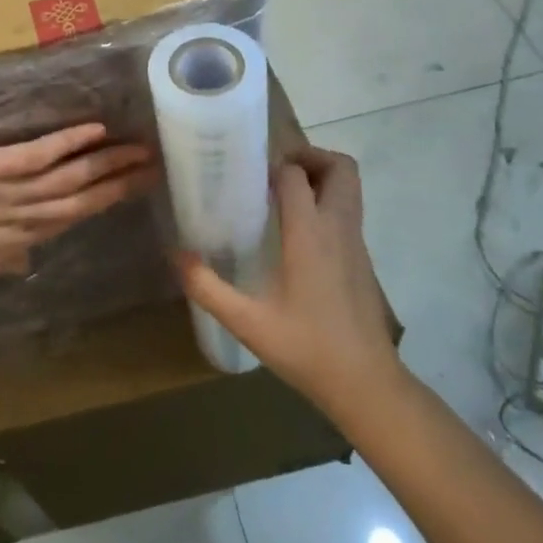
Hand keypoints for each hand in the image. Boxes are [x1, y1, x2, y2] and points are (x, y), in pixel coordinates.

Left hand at [0, 125, 155, 292]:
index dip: (101, 204)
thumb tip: (23, 261)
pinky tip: (96, 131)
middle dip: (119, 185)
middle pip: (80, 201)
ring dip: (106, 163)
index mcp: (13, 245)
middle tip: (155, 168)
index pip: (66, 221)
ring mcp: (6, 194)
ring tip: (139, 149)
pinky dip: (68, 143)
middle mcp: (20, 222)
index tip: (129, 191)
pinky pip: (37, 156)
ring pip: (67, 179)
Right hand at [178, 148, 400, 414]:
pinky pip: (348, 210)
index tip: (245, 175)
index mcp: (311, 233)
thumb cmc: (307, 348)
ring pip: (350, 186)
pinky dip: (327, 202)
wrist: (367, 385)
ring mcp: (356, 242)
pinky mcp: (363, 259)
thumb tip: (175, 255)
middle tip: (273, 174)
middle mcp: (338, 227)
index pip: (296, 174)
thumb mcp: (247, 322)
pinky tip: (296, 233)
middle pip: (340, 167)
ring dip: (320, 177)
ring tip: (282, 197)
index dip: (272, 166)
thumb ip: (207, 287)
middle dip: (309, 157)